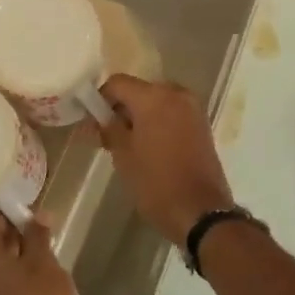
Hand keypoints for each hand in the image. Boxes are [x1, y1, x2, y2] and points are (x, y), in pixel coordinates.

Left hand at [0, 213, 80, 294]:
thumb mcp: (46, 265)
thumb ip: (38, 236)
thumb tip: (38, 214)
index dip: (12, 211)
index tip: (34, 209)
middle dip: (15, 233)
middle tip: (43, 228)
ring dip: (16, 255)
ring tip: (45, 251)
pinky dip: (14, 276)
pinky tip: (38, 277)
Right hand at [96, 75, 234, 246]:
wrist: (201, 212)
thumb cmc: (156, 183)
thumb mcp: (123, 156)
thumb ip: (108, 129)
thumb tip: (98, 117)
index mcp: (154, 97)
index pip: (117, 83)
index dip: (100, 99)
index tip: (91, 122)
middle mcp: (176, 94)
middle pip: (139, 90)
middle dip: (121, 108)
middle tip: (107, 136)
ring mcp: (193, 109)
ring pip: (157, 102)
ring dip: (140, 116)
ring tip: (127, 144)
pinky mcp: (202, 125)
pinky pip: (172, 113)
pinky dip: (157, 122)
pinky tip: (149, 147)